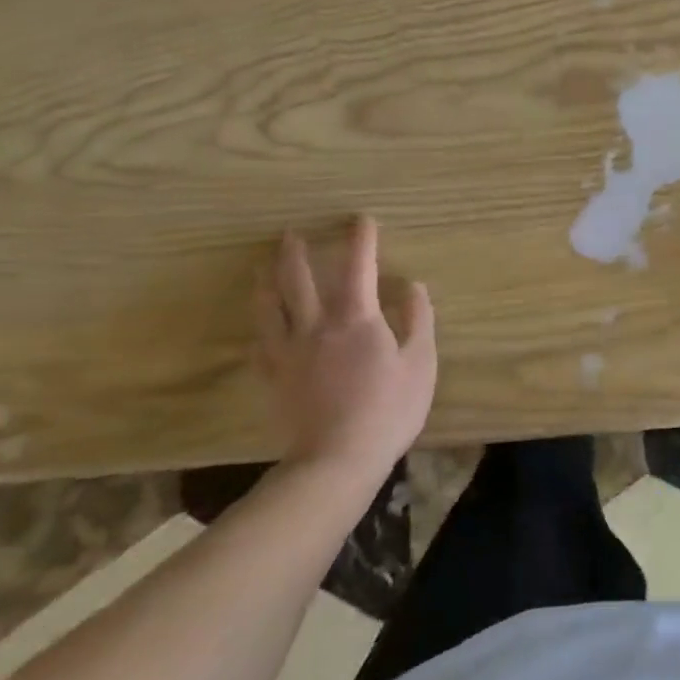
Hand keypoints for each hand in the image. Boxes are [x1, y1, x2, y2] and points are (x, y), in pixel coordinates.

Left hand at [254, 218, 437, 477]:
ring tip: (262, 267)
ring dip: (266, 283)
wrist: (337, 460)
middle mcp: (317, 326)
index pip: (358, 266)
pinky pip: (260, 347)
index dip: (360, 239)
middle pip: (299, 280)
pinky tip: (258, 329)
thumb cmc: (388, 409)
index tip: (361, 219)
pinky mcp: (274, 380)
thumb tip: (412, 285)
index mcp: (356, 317)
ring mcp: (290, 353)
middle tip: (289, 234)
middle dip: (296, 253)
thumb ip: (418, 319)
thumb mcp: (420, 362)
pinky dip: (260, 331)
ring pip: (270, 309)